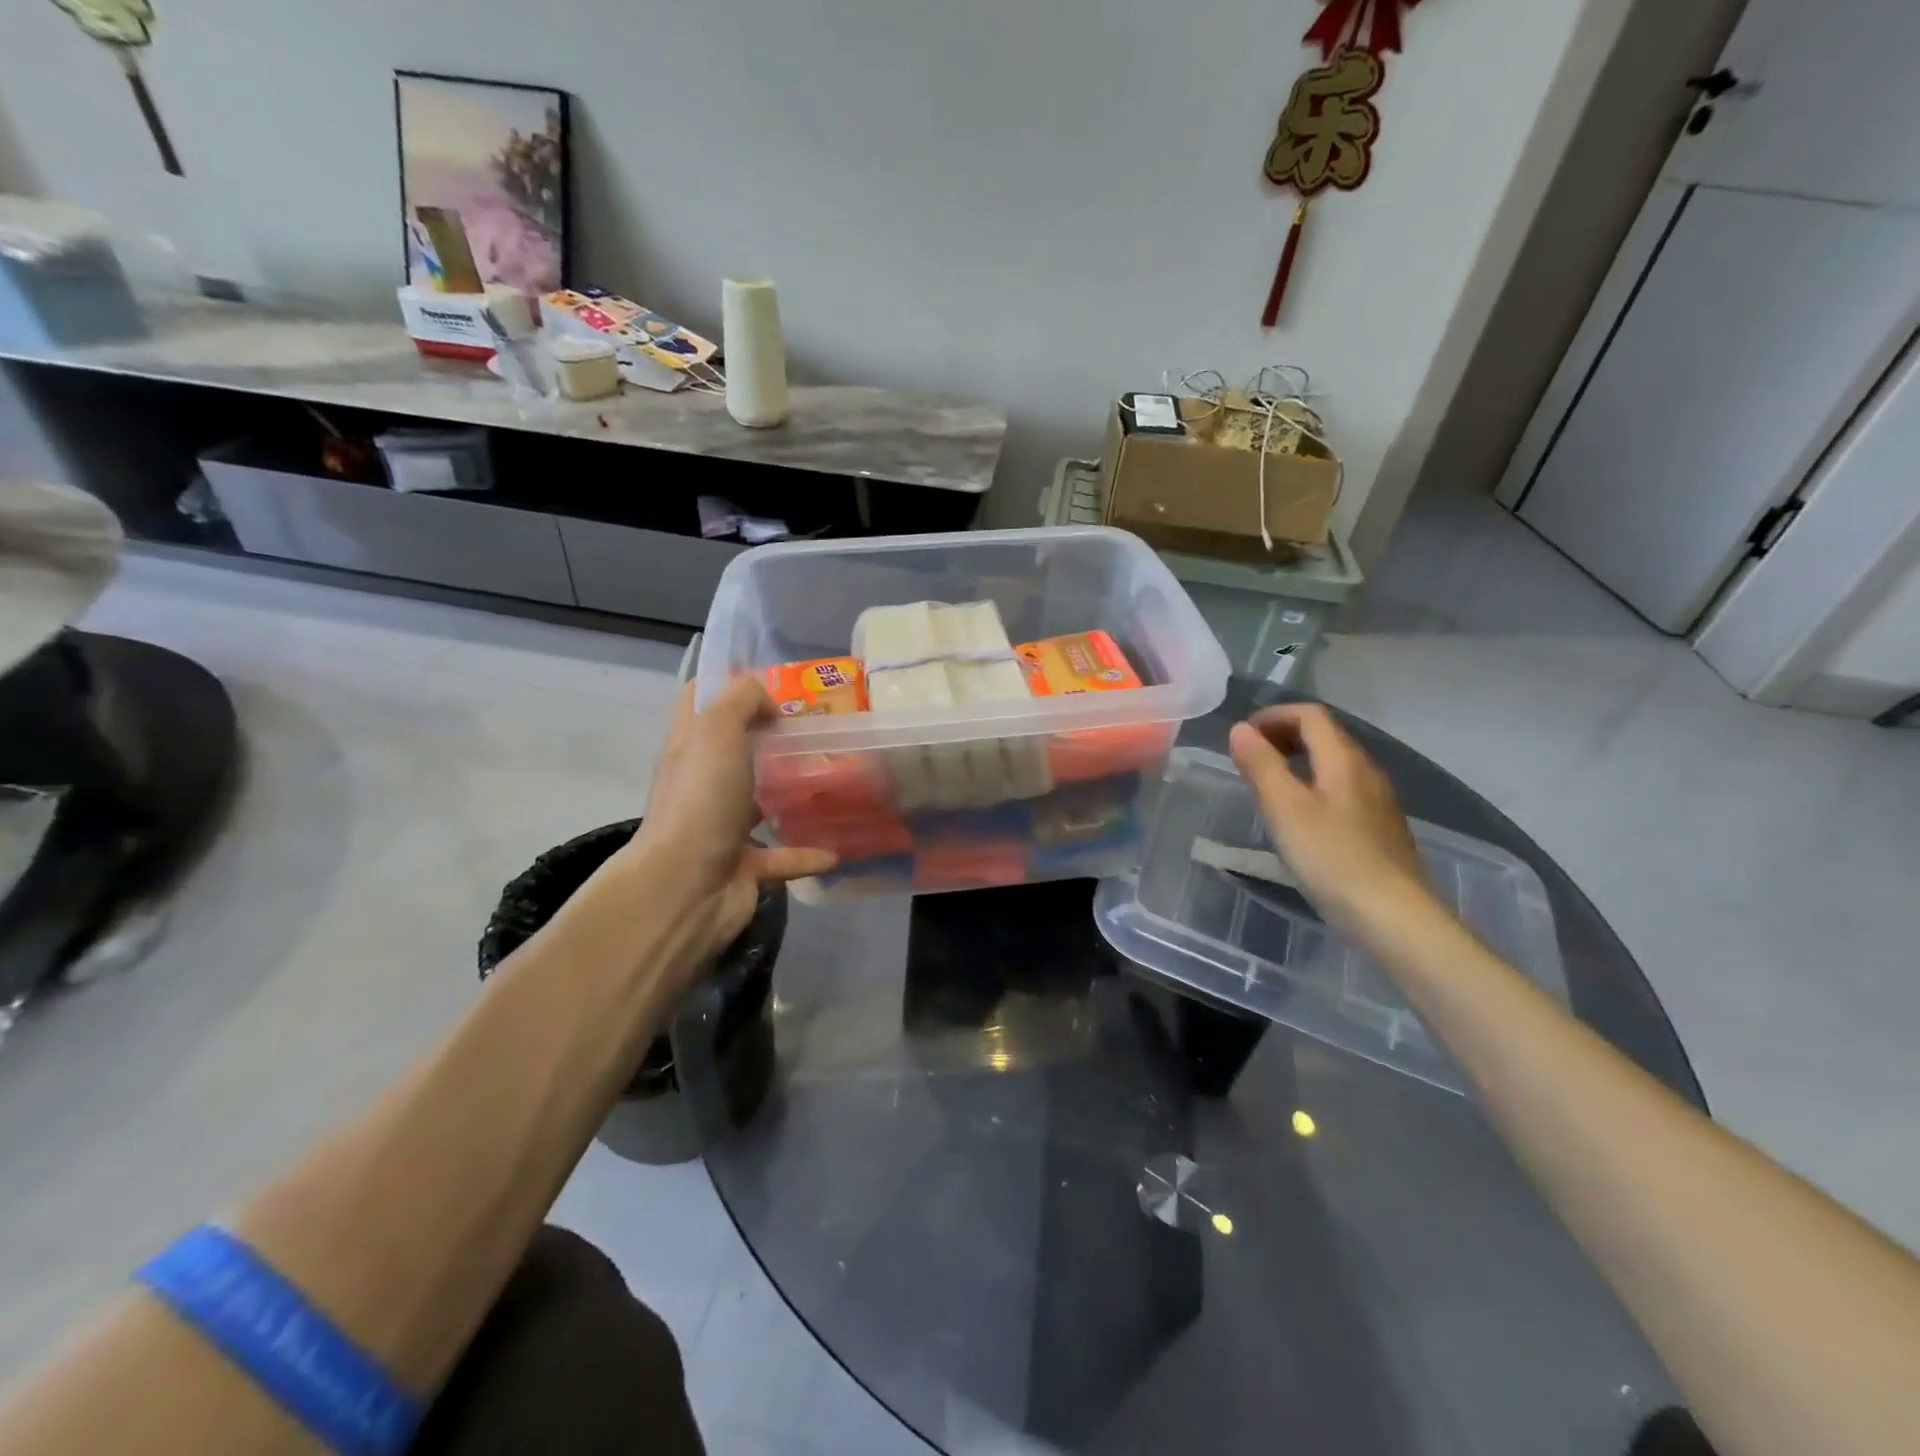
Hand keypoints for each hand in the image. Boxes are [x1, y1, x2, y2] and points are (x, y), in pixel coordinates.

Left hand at [602, 679, 835, 987]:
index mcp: (690, 748)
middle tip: (818, 728)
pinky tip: (837, 849)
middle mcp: (703, 785)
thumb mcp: (717, 730)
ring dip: (791, 795)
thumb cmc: (701, 800)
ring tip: (833, 780)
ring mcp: (721, 828)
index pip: (699, 702)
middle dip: (772, 738)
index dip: (729, 683)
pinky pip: (783, 857)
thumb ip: (742, 700)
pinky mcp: (744, 867)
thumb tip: (769, 704)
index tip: (775, 681)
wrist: (685, 888)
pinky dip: (808, 853)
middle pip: (735, 751)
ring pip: (760, 803)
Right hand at [1228, 704, 1433, 936]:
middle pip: (1325, 736)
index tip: (1243, 735)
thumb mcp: (1284, 809)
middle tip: (1250, 756)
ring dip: (1298, 761)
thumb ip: (1261, 765)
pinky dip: (1314, 785)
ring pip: (1335, 764)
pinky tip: (1300, 818)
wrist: (1394, 916)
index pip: (1311, 715)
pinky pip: (1342, 789)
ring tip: (1268, 785)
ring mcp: (1377, 801)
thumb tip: (1240, 729)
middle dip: (1284, 735)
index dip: (1274, 715)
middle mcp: (1366, 772)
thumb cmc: (1331, 857)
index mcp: (1343, 760)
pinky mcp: (1379, 829)